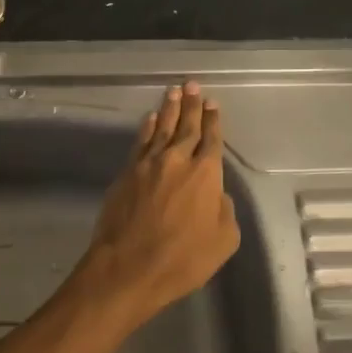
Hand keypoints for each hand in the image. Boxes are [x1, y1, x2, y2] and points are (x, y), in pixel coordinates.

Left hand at [70, 81, 241, 330]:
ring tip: (173, 91)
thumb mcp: (223, 241)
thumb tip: (216, 194)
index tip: (212, 103)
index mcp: (206, 174)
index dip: (213, 120)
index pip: (212, 140)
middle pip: (187, 126)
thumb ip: (224, 211)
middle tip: (193, 85)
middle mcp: (178, 160)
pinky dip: (146, 128)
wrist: (129, 268)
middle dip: (192, 105)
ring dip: (169, 108)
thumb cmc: (182, 259)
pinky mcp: (127, 172)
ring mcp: (149, 164)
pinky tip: (150, 118)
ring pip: (161, 128)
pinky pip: (140, 142)